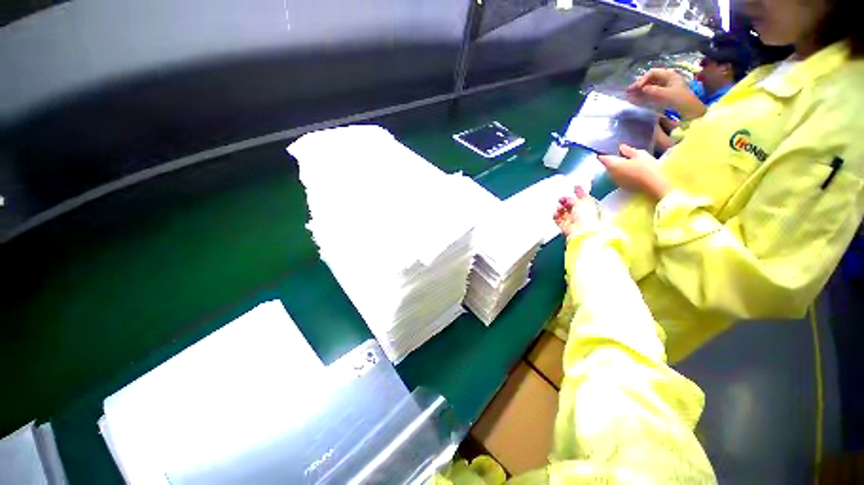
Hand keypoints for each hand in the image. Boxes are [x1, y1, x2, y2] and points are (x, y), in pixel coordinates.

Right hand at [553, 186, 599, 237]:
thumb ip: (580, 193)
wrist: (581, 231)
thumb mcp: (584, 200)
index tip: (573, 187)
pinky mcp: (565, 226)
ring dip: (560, 207)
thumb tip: (577, 187)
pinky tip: (555, 213)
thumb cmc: (587, 217)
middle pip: (572, 204)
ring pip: (564, 211)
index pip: (583, 198)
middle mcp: (582, 214)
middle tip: (562, 198)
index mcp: (590, 206)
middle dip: (566, 200)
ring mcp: (573, 221)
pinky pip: (558, 219)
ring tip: (559, 206)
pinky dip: (556, 215)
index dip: (578, 192)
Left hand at [598, 144, 671, 200]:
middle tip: (622, 155)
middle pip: (607, 165)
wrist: (653, 184)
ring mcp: (614, 180)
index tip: (607, 150)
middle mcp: (610, 173)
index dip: (603, 153)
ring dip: (616, 167)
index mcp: (613, 164)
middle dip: (612, 160)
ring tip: (628, 162)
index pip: (602, 158)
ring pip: (611, 171)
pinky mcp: (620, 185)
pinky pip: (617, 177)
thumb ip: (628, 150)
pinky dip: (620, 173)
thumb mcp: (639, 154)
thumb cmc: (646, 167)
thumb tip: (620, 147)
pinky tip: (630, 171)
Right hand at [626, 68, 706, 119]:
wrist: (688, 111)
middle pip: (649, 80)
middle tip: (628, 90)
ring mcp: (662, 89)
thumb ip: (654, 90)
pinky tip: (632, 99)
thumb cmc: (679, 100)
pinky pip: (648, 95)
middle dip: (638, 84)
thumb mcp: (667, 94)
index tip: (637, 87)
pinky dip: (640, 96)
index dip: (644, 78)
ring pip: (647, 87)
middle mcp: (665, 80)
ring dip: (637, 91)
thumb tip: (642, 88)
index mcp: (669, 75)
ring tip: (627, 95)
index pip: (653, 73)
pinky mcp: (659, 97)